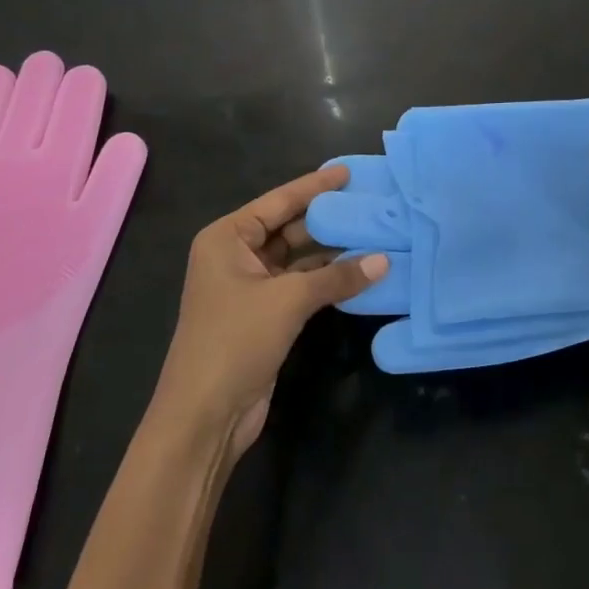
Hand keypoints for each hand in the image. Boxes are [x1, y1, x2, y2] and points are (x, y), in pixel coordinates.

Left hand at [154, 165, 387, 457]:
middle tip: (370, 203)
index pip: (279, 201)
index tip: (347, 171)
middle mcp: (235, 255)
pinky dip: (326, 278)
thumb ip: (337, 276)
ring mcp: (249, 286)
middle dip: (327, 219)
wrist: (204, 417)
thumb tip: (384, 260)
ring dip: (331, 251)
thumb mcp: (288, 301)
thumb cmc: (235, 341)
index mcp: (227, 237)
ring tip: (373, 232)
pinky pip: (300, 284)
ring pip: (297, 257)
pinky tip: (359, 270)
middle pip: (288, 227)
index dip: (315, 186)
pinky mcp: (263, 314)